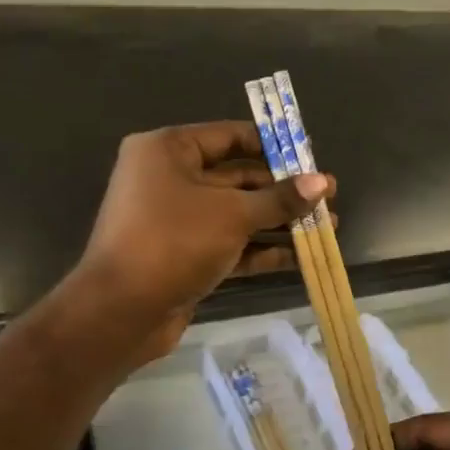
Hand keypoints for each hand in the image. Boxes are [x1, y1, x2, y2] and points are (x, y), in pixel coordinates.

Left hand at [64, 122, 331, 363]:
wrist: (120, 312)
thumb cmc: (173, 242)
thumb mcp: (233, 214)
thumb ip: (280, 198)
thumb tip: (323, 182)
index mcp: (169, 150)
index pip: (231, 136)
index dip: (275, 146)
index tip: (312, 156)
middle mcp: (170, 178)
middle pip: (239, 177)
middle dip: (284, 190)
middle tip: (328, 196)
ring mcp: (177, 219)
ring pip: (238, 213)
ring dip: (280, 221)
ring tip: (326, 226)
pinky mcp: (184, 254)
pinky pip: (230, 243)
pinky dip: (261, 249)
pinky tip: (300, 256)